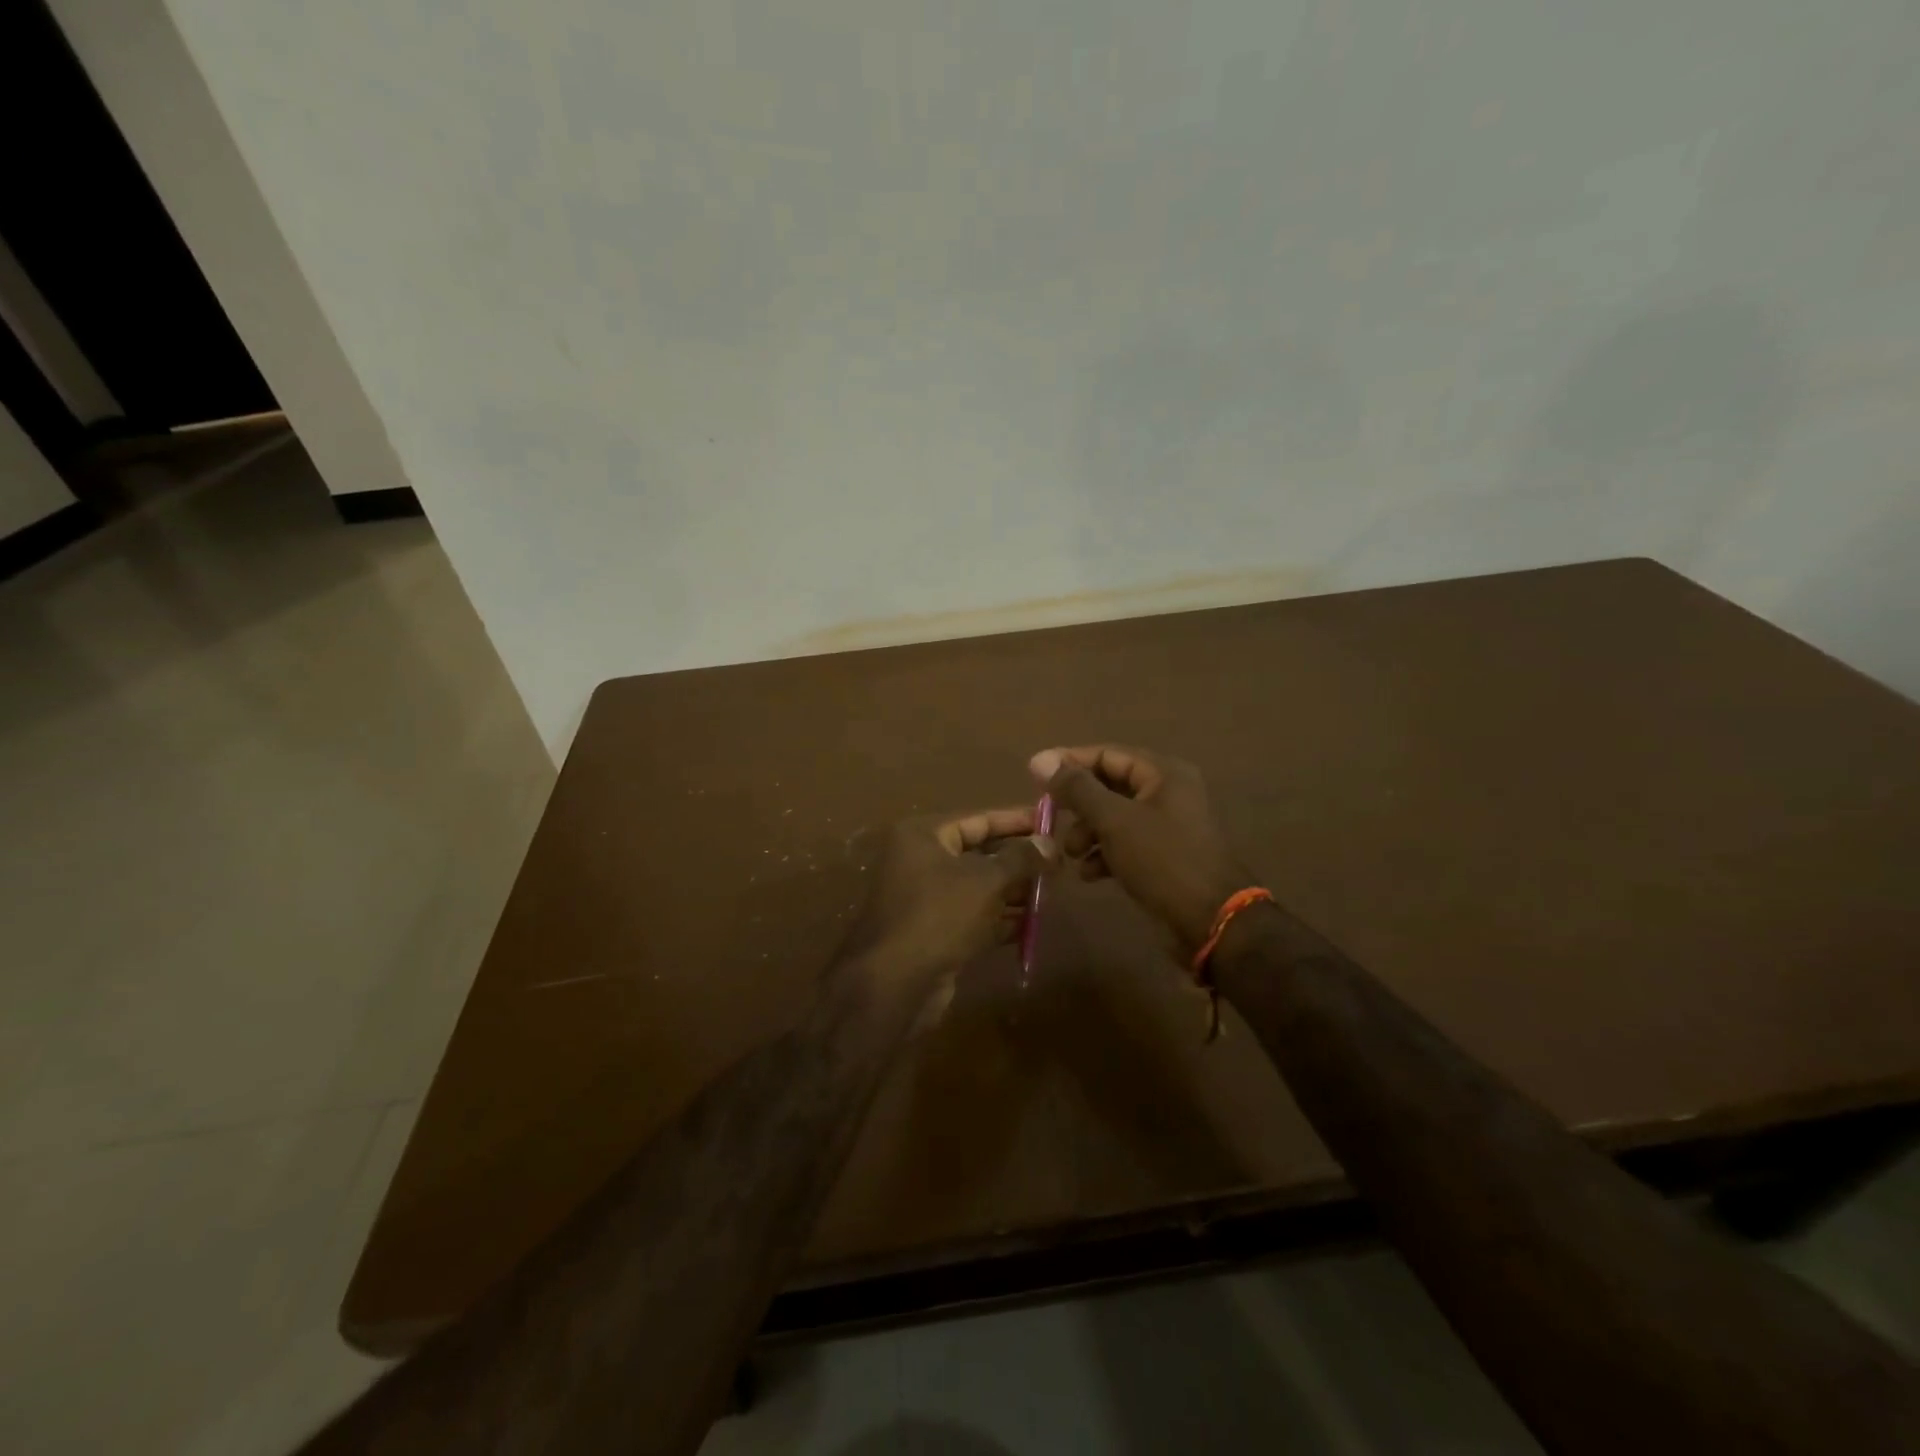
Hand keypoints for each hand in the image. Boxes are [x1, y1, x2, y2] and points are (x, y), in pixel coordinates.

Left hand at [845, 808, 1056, 981]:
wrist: (895, 984)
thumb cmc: (939, 915)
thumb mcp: (986, 880)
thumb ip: (1021, 858)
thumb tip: (1048, 843)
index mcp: (924, 836)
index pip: (978, 819)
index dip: (1016, 820)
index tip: (1050, 822)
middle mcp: (920, 861)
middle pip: (978, 852)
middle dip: (1017, 859)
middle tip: (1057, 862)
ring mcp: (925, 899)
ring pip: (978, 887)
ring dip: (1013, 891)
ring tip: (1051, 892)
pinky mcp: (934, 932)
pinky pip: (973, 916)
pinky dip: (999, 918)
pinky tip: (1031, 924)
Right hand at [1030, 745, 1249, 950]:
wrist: (1213, 921)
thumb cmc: (1162, 860)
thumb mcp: (1114, 821)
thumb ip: (1077, 789)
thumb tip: (1040, 759)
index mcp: (1163, 773)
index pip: (1107, 754)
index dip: (1070, 763)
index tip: (1034, 776)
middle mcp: (1168, 792)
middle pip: (1110, 786)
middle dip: (1078, 805)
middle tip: (1049, 819)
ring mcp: (1168, 826)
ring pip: (1115, 818)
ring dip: (1087, 832)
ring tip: (1069, 854)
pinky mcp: (1165, 856)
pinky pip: (1127, 844)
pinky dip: (1104, 853)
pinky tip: (1089, 874)